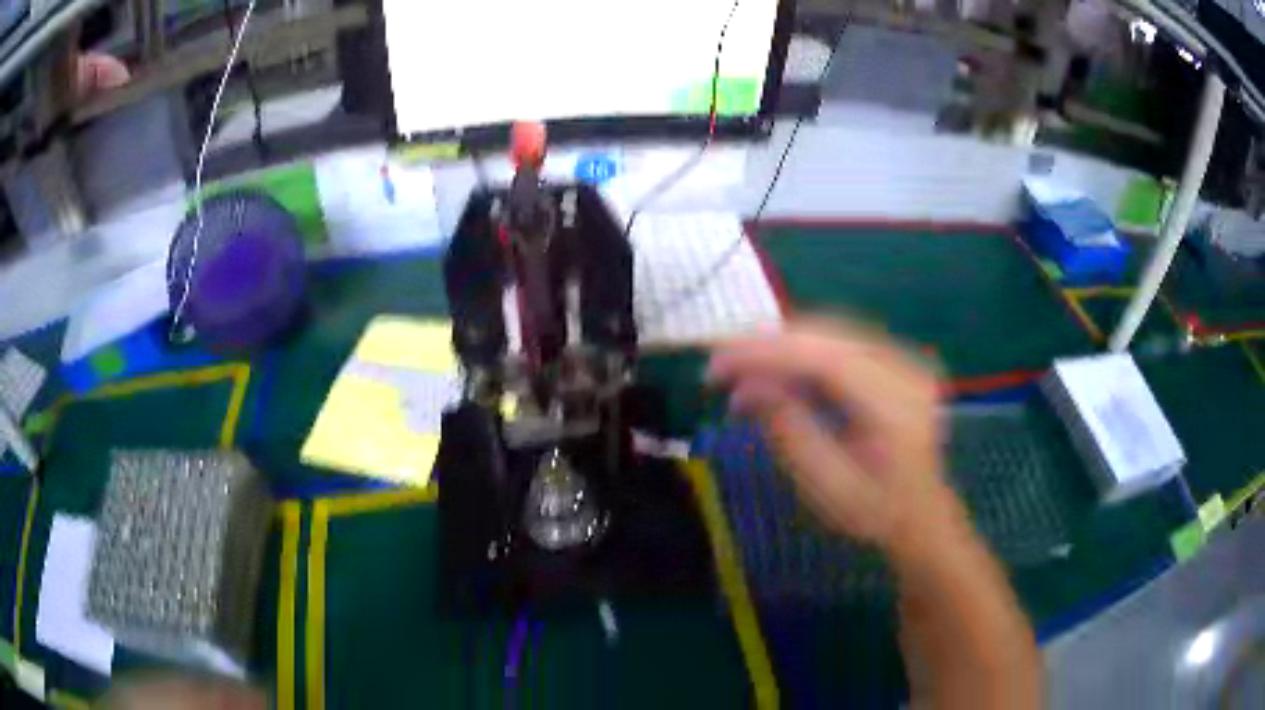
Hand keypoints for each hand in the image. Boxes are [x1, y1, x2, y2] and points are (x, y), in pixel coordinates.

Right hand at [707, 317, 962, 553]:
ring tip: (741, 370)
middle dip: (768, 345)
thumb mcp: (826, 487)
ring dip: (782, 347)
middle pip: (828, 336)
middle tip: (720, 365)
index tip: (718, 363)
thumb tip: (748, 385)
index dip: (767, 353)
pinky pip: (843, 342)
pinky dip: (804, 352)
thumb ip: (790, 431)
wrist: (921, 514)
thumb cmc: (874, 512)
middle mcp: (906, 371)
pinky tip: (777, 369)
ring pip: (832, 332)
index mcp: (896, 407)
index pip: (826, 359)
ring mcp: (906, 360)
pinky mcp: (898, 360)